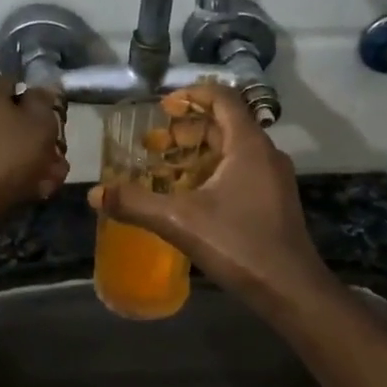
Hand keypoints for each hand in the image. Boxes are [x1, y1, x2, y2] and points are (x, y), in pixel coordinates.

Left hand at [0, 68, 68, 215]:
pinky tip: (21, 191)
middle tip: (53, 166)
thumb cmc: (3, 155)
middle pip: (4, 118)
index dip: (40, 114)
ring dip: (19, 160)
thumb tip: (42, 93)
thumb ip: (45, 102)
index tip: (53, 138)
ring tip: (42, 185)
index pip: (18, 90)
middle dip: (31, 143)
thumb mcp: (40, 124)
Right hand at [89, 85, 332, 308]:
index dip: (191, 95)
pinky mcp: (274, 199)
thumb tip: (95, 193)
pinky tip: (190, 195)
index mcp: (248, 145)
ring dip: (198, 151)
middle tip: (154, 145)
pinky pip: (240, 169)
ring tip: (165, 168)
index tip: (162, 108)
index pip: (222, 98)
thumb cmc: (239, 245)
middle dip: (187, 129)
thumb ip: (136, 203)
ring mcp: (273, 177)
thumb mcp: (179, 221)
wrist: (292, 290)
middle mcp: (265, 153)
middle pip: (224, 123)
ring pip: (232, 148)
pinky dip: (213, 170)